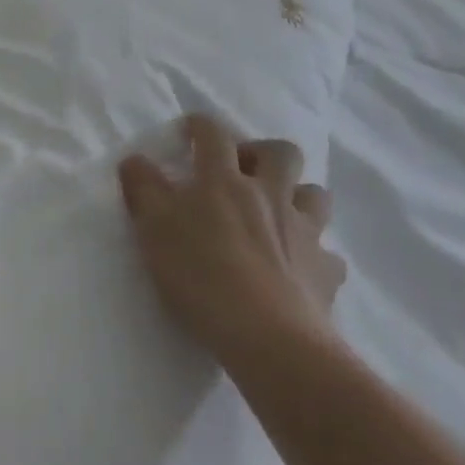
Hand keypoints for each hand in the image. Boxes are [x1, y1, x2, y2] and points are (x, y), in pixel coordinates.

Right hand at [118, 115, 345, 370]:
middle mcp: (269, 194)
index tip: (190, 131)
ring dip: (297, 196)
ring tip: (277, 214)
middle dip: (262, 152)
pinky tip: (300, 269)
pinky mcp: (326, 272)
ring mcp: (304, 232)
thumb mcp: (154, 229)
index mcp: (223, 179)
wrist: (269, 339)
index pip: (213, 133)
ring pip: (315, 195)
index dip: (200, 125)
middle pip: (281, 152)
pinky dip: (315, 255)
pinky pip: (329, 255)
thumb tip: (135, 160)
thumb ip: (142, 188)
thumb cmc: (202, 276)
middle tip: (241, 172)